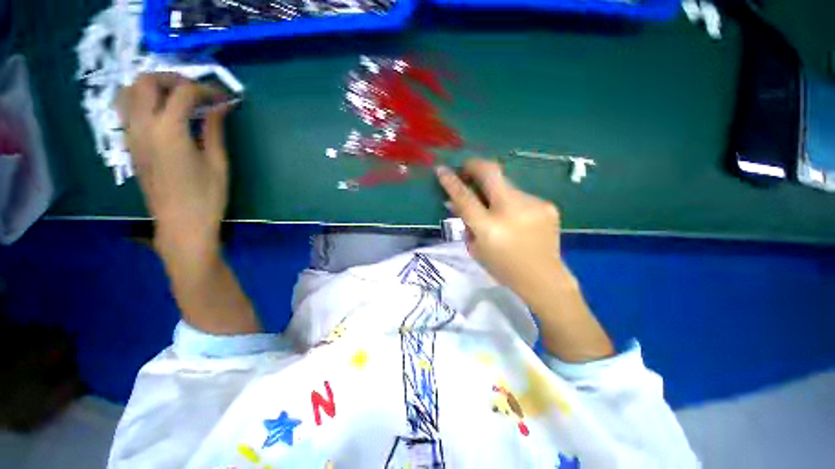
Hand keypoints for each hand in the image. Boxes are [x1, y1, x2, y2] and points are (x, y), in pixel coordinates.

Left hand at [117, 73, 231, 258]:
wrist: (181, 225)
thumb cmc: (206, 197)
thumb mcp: (218, 162)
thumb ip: (215, 128)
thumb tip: (222, 105)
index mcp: (168, 130)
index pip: (183, 91)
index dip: (206, 89)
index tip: (223, 98)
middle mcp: (143, 126)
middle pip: (146, 81)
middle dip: (173, 79)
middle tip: (196, 92)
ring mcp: (132, 136)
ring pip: (129, 92)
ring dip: (154, 87)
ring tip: (177, 99)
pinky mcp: (130, 146)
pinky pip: (128, 110)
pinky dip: (144, 102)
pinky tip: (165, 115)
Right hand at [438, 159, 612, 361]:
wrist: (544, 278)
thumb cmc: (503, 268)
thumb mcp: (475, 248)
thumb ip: (465, 222)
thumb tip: (454, 202)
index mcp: (489, 228)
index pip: (465, 197)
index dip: (451, 181)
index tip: (442, 169)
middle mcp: (511, 211)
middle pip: (491, 173)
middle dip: (475, 165)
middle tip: (467, 168)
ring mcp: (532, 204)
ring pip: (506, 184)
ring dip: (494, 189)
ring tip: (493, 204)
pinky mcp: (546, 205)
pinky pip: (520, 196)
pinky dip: (511, 202)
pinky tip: (515, 217)